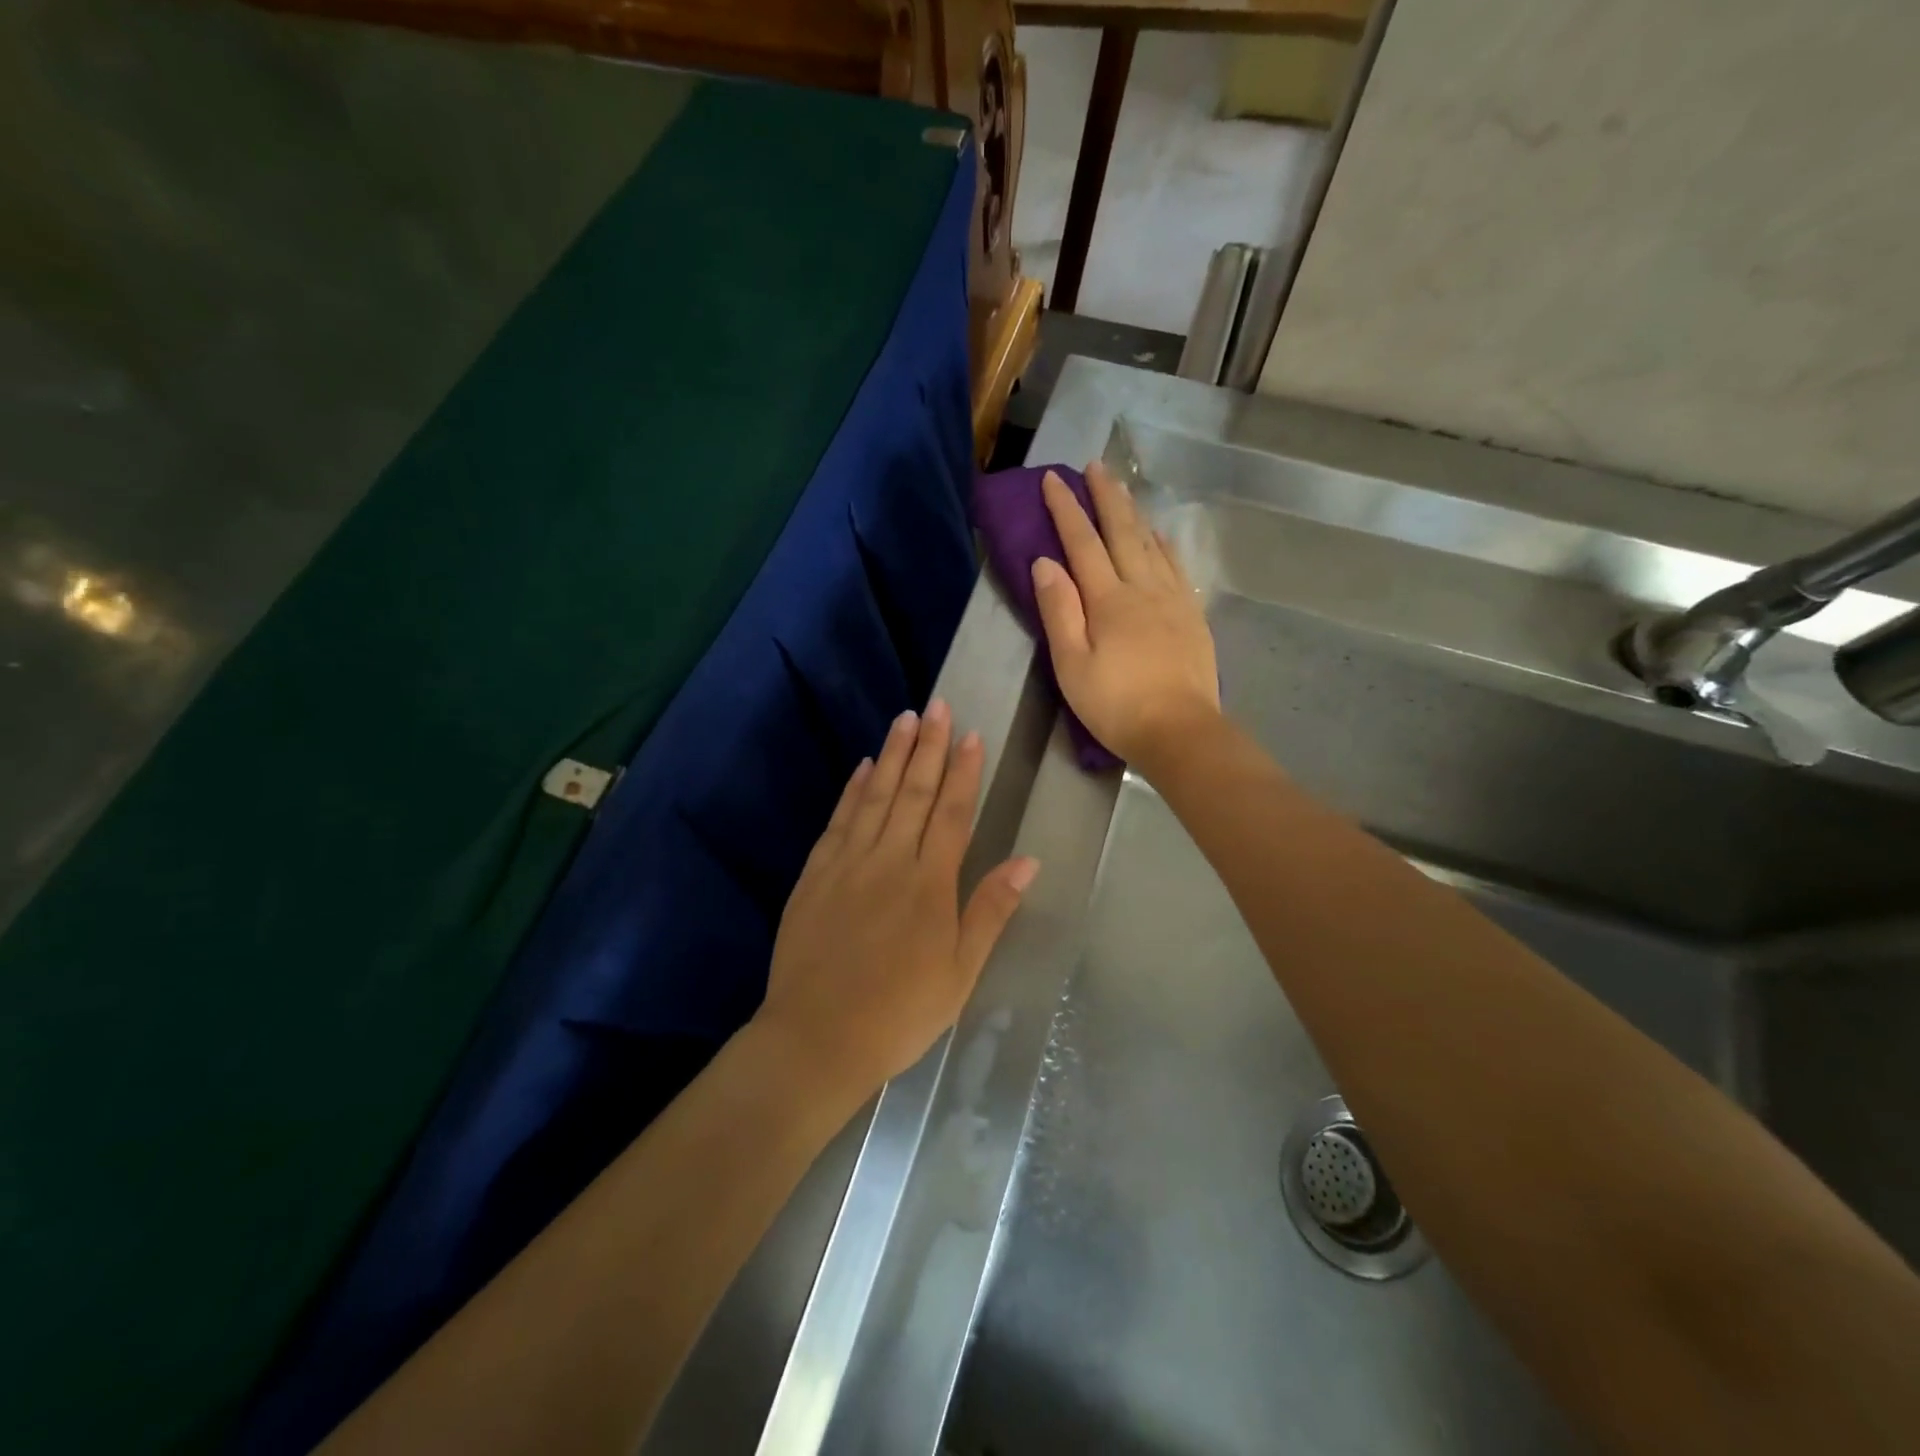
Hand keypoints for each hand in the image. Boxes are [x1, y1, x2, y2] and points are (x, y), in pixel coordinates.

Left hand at [756, 700, 1038, 1095]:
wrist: (817, 1038)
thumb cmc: (900, 1012)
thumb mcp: (960, 972)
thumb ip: (990, 910)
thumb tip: (1027, 861)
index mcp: (930, 884)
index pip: (953, 813)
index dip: (964, 772)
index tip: (972, 735)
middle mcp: (890, 861)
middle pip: (914, 792)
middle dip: (930, 747)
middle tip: (938, 706)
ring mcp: (848, 864)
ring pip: (876, 796)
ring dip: (894, 755)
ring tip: (906, 718)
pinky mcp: (816, 875)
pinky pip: (839, 820)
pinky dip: (853, 789)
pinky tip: (863, 766)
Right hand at [1031, 462, 1220, 772]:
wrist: (1179, 731)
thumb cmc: (1116, 705)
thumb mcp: (1072, 664)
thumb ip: (1059, 611)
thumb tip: (1045, 562)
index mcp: (1108, 600)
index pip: (1082, 543)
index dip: (1066, 509)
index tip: (1052, 479)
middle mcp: (1143, 588)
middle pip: (1122, 532)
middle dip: (1105, 496)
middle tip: (1094, 465)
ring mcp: (1173, 599)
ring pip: (1152, 543)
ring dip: (1134, 512)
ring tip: (1123, 488)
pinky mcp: (1192, 615)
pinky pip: (1177, 566)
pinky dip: (1165, 543)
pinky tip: (1160, 534)